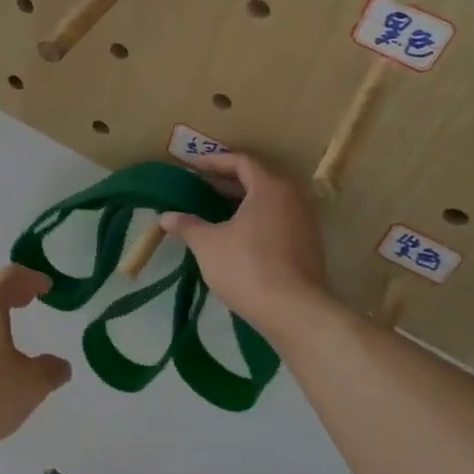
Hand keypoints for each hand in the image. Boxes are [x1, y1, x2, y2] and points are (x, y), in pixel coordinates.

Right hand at [160, 151, 330, 333]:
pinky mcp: (308, 245)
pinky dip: (256, 219)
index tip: (192, 166)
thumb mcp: (208, 245)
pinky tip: (237, 236)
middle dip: (227, 182)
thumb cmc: (248, 267)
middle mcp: (293, 198)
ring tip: (215, 210)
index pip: (241, 162)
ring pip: (269, 202)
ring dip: (242, 202)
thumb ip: (187, 226)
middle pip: (257, 179)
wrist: (294, 312)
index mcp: (270, 188)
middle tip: (200, 187)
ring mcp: (305, 222)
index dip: (213, 162)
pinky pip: (278, 220)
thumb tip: (165, 217)